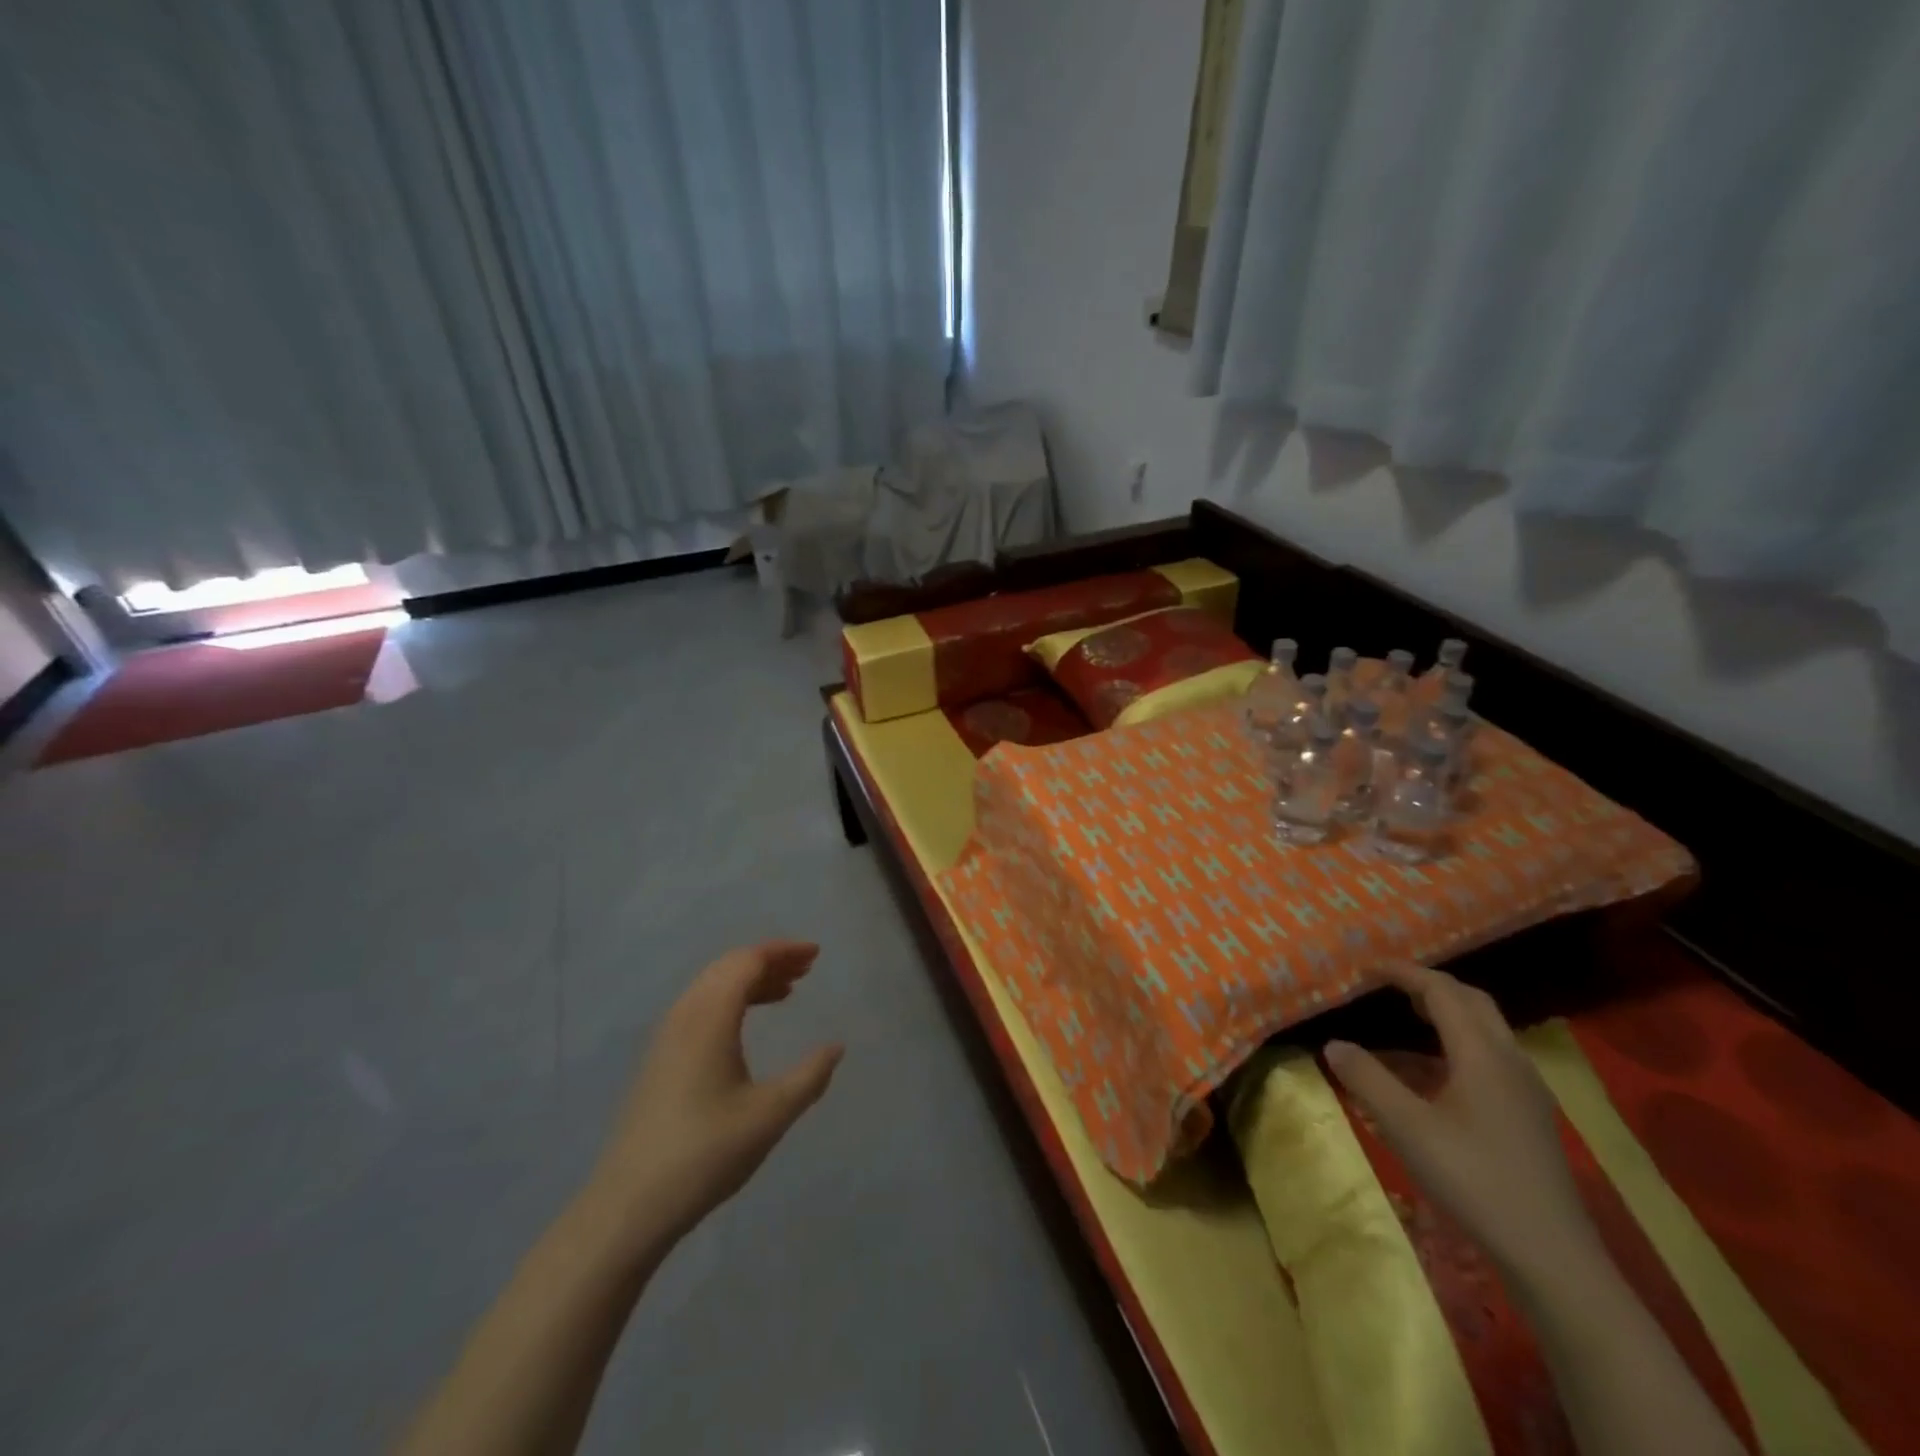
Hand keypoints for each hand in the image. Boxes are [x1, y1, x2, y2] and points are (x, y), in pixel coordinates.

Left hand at [587, 940, 842, 1247]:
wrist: (627, 1207)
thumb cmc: (705, 1153)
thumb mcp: (770, 1115)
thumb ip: (810, 1076)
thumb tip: (836, 1047)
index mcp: (710, 1017)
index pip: (747, 961)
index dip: (783, 951)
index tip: (816, 955)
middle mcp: (684, 1015)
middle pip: (728, 967)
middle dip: (769, 961)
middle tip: (806, 968)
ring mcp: (666, 1037)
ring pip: (712, 986)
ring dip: (749, 980)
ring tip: (786, 992)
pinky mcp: (658, 1060)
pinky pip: (700, 1007)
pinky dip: (730, 1000)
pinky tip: (746, 1025)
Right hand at [1323, 961, 1597, 1283]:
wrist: (1552, 1255)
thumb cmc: (1474, 1180)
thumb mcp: (1407, 1128)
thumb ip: (1367, 1079)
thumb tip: (1334, 1044)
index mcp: (1482, 1054)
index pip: (1441, 991)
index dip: (1404, 973)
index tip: (1368, 968)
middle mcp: (1510, 1061)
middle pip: (1472, 1002)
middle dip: (1430, 986)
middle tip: (1390, 986)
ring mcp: (1526, 1090)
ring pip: (1486, 1030)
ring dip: (1447, 1014)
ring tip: (1406, 1020)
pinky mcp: (1529, 1115)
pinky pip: (1491, 1057)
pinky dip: (1457, 1045)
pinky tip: (1432, 1074)